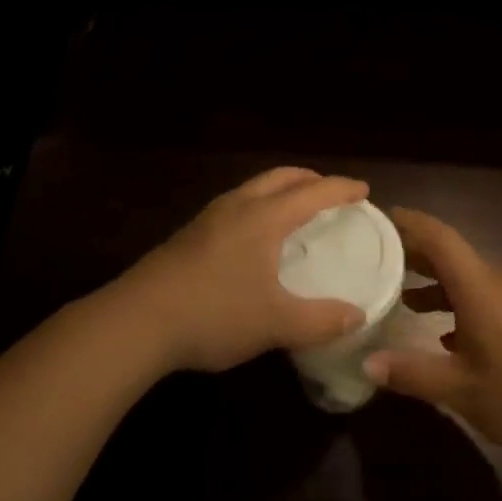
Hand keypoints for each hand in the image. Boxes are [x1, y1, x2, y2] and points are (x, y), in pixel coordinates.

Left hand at [118, 168, 370, 373]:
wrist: (138, 320)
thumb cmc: (214, 313)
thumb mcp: (274, 323)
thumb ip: (320, 320)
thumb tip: (357, 315)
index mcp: (264, 217)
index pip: (313, 192)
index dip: (341, 189)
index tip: (363, 190)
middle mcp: (238, 206)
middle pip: (281, 177)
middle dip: (309, 178)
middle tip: (330, 192)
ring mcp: (209, 218)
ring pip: (254, 187)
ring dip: (281, 189)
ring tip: (294, 209)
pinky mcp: (190, 235)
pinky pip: (236, 204)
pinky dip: (259, 205)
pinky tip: (254, 236)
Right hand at [364, 208, 501, 465]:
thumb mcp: (461, 390)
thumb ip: (412, 373)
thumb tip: (367, 362)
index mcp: (479, 286)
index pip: (439, 237)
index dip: (409, 223)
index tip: (379, 218)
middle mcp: (497, 281)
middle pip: (450, 253)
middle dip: (414, 253)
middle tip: (378, 257)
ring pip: (466, 277)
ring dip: (434, 281)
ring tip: (401, 295)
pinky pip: (482, 295)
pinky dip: (456, 302)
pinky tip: (441, 335)